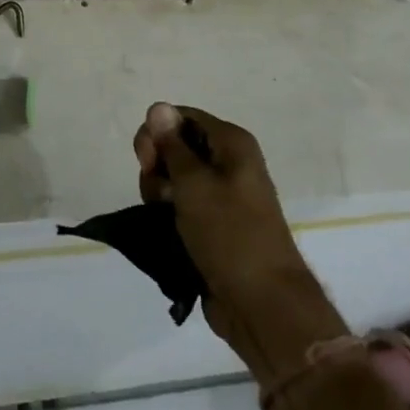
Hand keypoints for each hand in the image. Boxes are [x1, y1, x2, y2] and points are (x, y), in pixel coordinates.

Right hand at [134, 102, 344, 383]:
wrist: (261, 303)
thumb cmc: (230, 234)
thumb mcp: (194, 184)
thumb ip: (172, 145)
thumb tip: (158, 106)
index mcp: (232, 143)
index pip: (181, 116)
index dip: (158, 133)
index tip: (147, 161)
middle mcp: (228, 162)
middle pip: (174, 146)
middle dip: (157, 167)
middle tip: (161, 195)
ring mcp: (220, 194)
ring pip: (172, 178)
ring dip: (160, 194)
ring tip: (167, 219)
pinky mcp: (212, 222)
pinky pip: (180, 204)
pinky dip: (168, 213)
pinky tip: (167, 229)